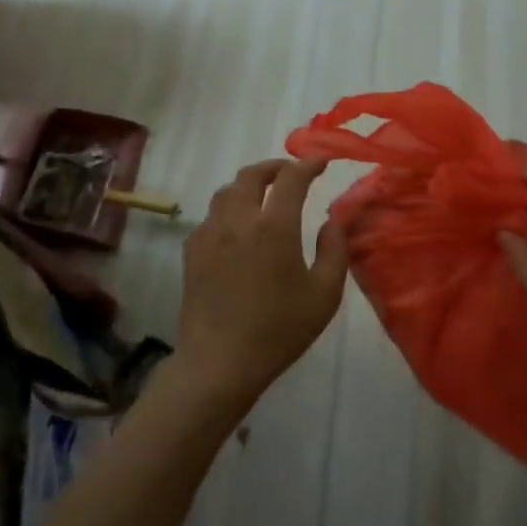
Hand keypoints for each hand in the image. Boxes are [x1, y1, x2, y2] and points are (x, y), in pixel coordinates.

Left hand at [174, 158, 349, 408]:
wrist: (219, 363)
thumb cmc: (279, 331)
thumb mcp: (324, 294)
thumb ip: (334, 249)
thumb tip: (335, 218)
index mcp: (274, 227)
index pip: (291, 178)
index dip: (308, 164)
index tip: (321, 163)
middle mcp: (238, 221)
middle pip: (251, 175)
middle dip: (274, 167)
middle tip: (291, 173)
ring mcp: (209, 234)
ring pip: (226, 191)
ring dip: (248, 184)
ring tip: (264, 195)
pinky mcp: (192, 251)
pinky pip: (211, 216)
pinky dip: (229, 209)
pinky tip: (238, 228)